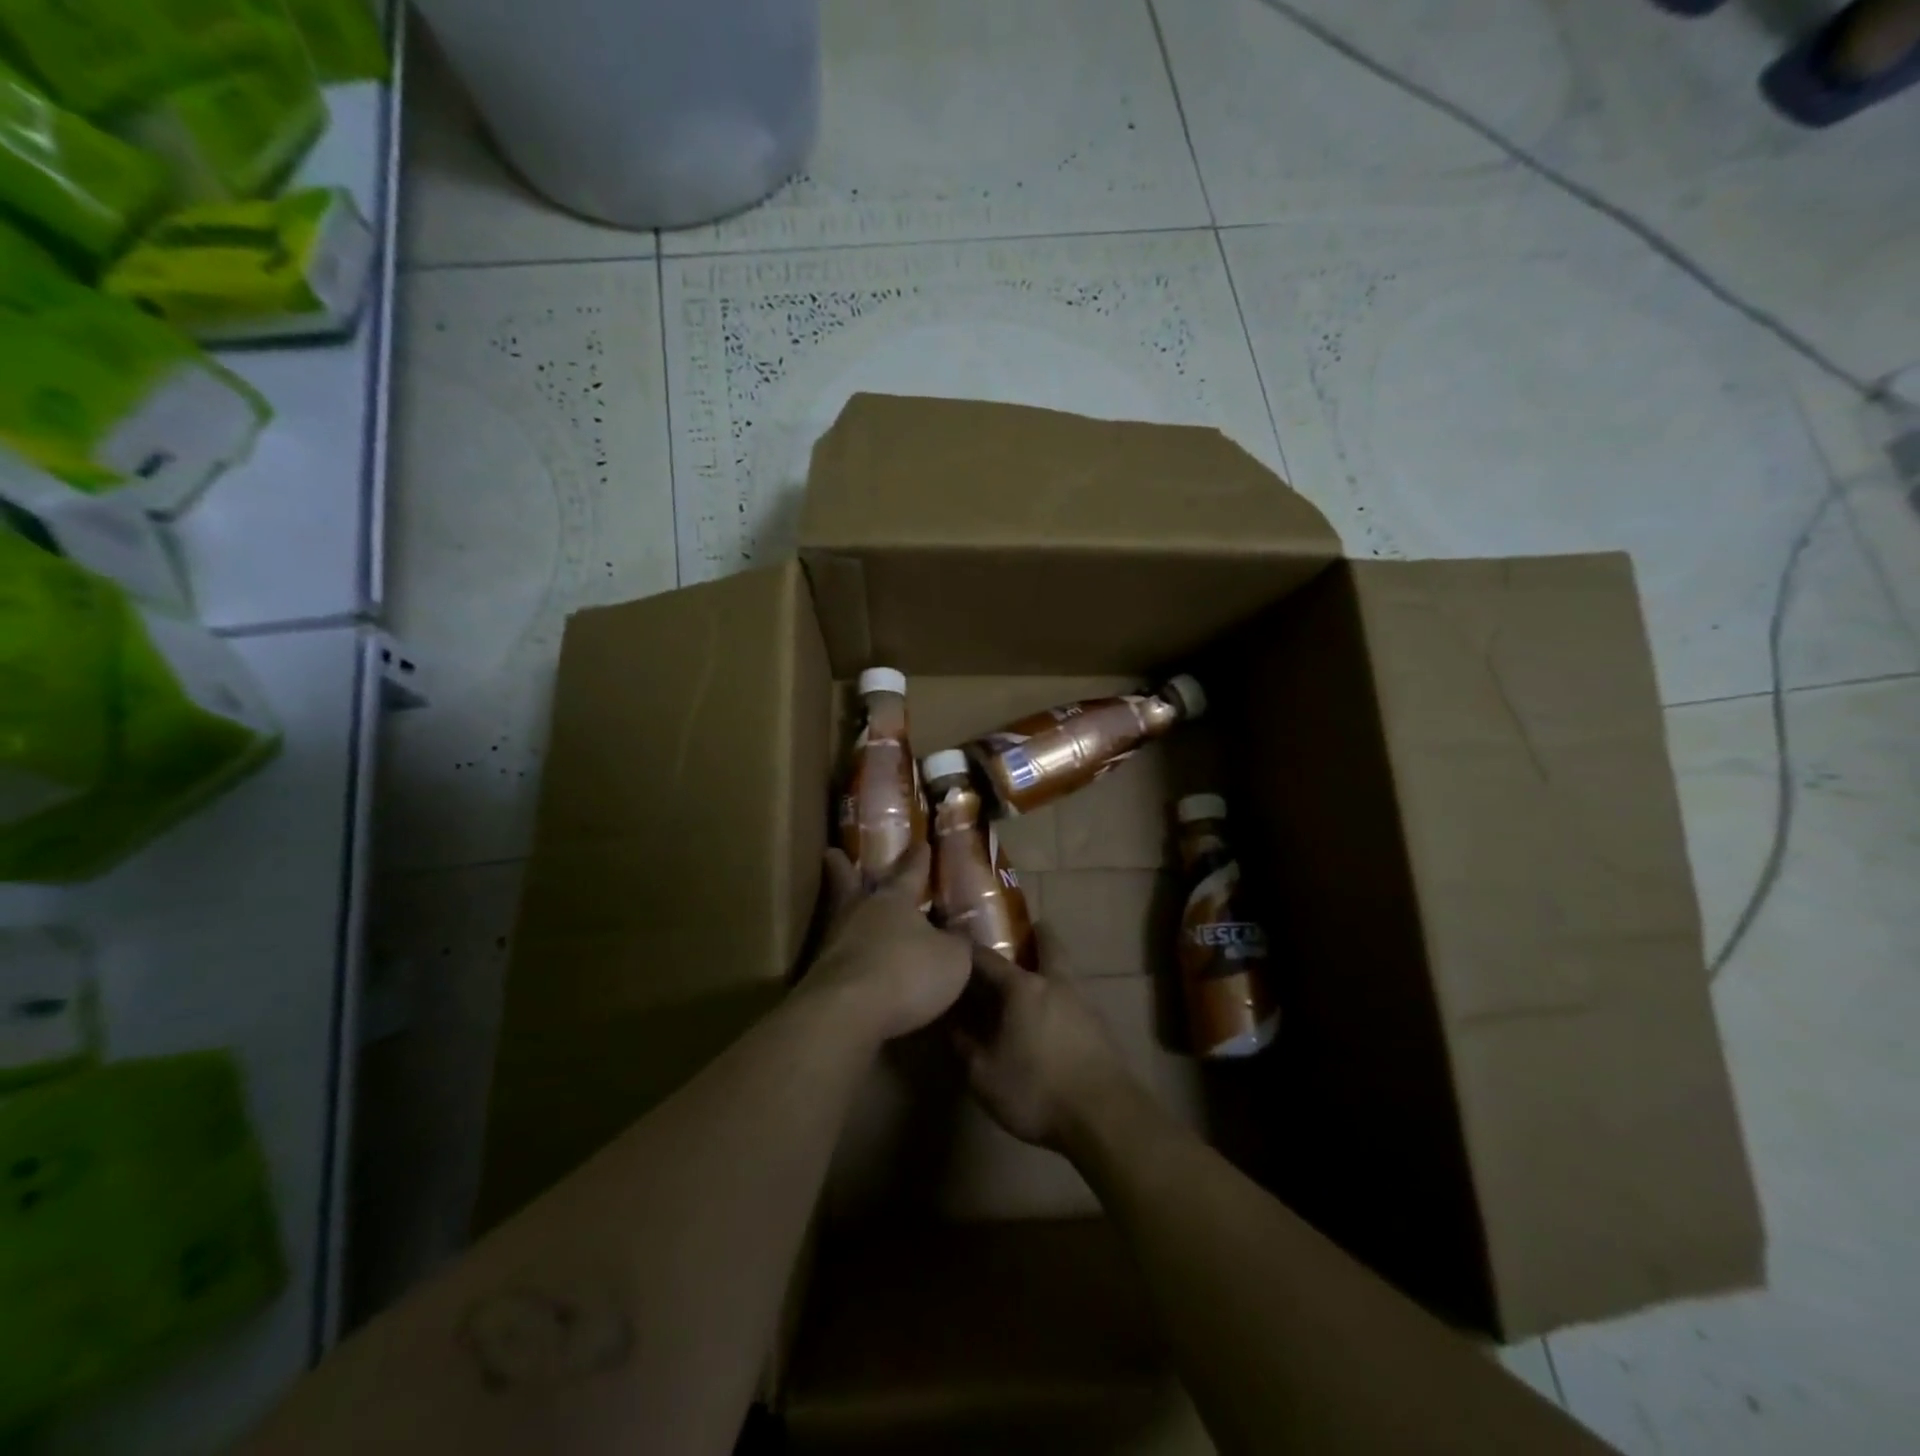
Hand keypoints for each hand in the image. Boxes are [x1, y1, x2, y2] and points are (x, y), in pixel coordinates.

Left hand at [799, 845, 970, 1043]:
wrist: (847, 1012)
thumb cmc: (907, 973)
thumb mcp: (952, 959)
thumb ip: (957, 944)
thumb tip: (959, 934)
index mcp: (895, 900)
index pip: (910, 872)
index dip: (918, 859)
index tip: (920, 843)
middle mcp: (861, 913)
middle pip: (851, 884)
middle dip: (845, 869)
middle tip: (832, 852)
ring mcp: (834, 943)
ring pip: (838, 916)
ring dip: (841, 909)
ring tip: (844, 907)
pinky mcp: (820, 976)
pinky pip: (836, 954)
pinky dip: (842, 952)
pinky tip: (849, 959)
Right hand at [952, 937, 1140, 1151]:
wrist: (1105, 1117)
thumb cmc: (1037, 1091)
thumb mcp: (984, 1076)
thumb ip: (965, 1046)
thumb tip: (951, 1022)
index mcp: (1023, 988)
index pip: (989, 958)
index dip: (969, 950)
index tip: (955, 944)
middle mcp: (1055, 983)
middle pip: (1046, 942)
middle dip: (1032, 934)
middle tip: (1016, 937)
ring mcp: (1083, 1000)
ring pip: (1065, 968)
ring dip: (1049, 964)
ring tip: (1031, 980)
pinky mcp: (1101, 1024)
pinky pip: (1075, 995)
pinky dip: (1061, 994)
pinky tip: (1052, 1014)